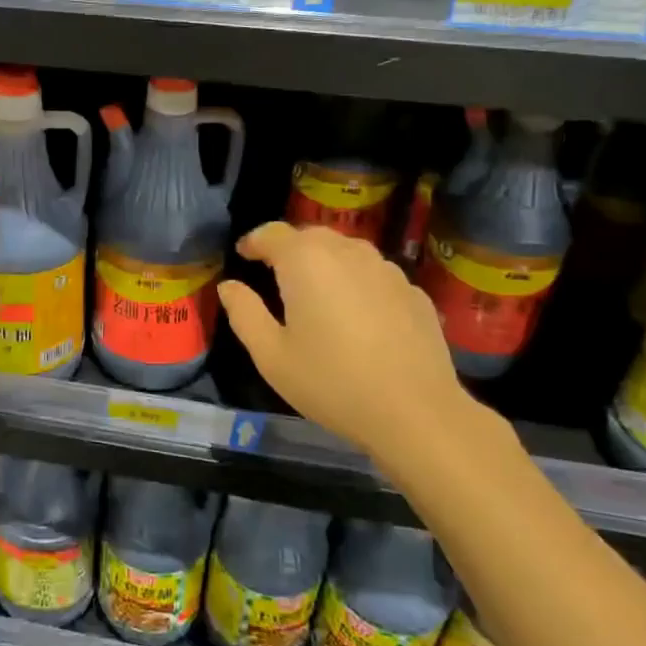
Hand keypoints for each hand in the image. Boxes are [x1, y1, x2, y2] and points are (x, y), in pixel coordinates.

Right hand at [219, 222, 475, 461]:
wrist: (416, 412)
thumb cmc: (331, 382)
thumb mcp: (271, 355)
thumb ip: (244, 313)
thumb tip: (229, 286)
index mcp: (306, 260)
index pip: (272, 233)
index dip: (254, 241)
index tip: (244, 255)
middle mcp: (347, 252)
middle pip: (311, 237)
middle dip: (289, 249)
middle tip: (275, 274)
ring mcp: (386, 269)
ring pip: (346, 252)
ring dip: (325, 262)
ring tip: (315, 292)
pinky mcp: (413, 291)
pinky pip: (374, 275)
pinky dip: (357, 283)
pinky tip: (357, 316)